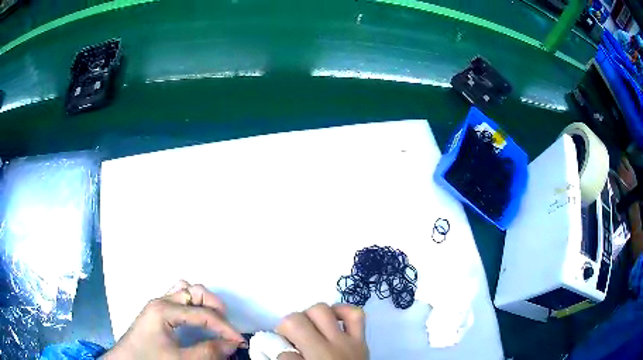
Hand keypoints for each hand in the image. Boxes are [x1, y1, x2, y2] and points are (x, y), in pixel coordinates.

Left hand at [103, 280, 245, 359]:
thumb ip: (208, 352)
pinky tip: (196, 317)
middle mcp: (162, 301)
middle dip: (216, 307)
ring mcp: (158, 303)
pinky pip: (177, 296)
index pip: (203, 314)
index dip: (225, 328)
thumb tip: (231, 344)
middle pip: (195, 291)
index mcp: (165, 310)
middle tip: (226, 328)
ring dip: (203, 302)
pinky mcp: (157, 310)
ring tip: (214, 321)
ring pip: (185, 290)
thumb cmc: (150, 359)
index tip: (240, 342)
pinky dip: (192, 303)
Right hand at [275, 303, 367, 359]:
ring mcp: (347, 343)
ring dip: (308, 316)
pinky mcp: (361, 340)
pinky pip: (354, 314)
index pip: (281, 352)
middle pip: (295, 322)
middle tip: (288, 338)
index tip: (275, 351)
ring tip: (307, 328)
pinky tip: (332, 318)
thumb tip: (273, 349)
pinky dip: (341, 311)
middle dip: (285, 327)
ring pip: (321, 310)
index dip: (273, 349)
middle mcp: (326, 352)